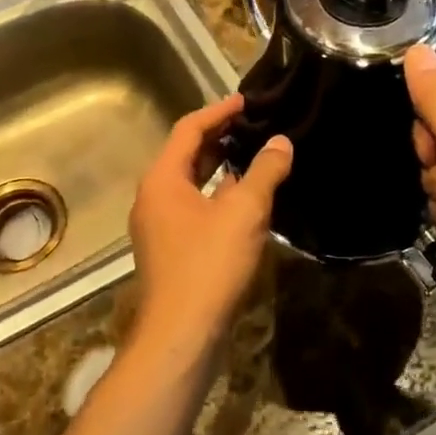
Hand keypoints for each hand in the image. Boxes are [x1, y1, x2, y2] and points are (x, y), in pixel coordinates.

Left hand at [128, 94, 292, 363]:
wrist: (181, 334)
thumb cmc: (209, 264)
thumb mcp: (244, 212)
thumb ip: (264, 172)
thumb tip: (281, 142)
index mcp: (162, 178)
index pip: (188, 129)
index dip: (219, 111)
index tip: (247, 100)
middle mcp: (153, 197)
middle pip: (186, 154)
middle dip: (220, 138)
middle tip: (255, 125)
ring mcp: (159, 225)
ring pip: (191, 184)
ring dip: (220, 168)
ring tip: (255, 156)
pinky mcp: (170, 249)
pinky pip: (194, 208)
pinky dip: (217, 196)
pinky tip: (246, 201)